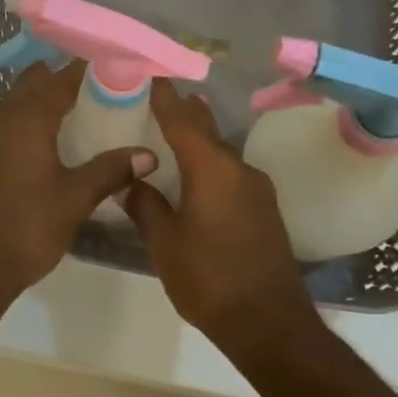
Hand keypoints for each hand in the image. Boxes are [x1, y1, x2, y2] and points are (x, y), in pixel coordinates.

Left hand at [0, 61, 157, 297]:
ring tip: (80, 108)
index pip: (59, 80)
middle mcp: (3, 122)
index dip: (84, 69)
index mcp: (27, 121)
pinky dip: (29, 120)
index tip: (112, 63)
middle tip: (99, 84)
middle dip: (61, 78)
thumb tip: (148, 154)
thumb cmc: (29, 227)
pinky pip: (8, 125)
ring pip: (16, 104)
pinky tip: (51, 141)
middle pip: (32, 84)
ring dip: (43, 99)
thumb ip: (111, 170)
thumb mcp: (76, 198)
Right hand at [121, 80, 312, 342]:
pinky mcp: (264, 210)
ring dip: (198, 140)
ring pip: (220, 153)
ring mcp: (257, 190)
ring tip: (173, 130)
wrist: (268, 323)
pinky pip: (231, 174)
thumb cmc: (209, 278)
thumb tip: (129, 180)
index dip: (165, 96)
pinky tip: (196, 175)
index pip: (182, 120)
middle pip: (206, 131)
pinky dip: (210, 165)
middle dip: (184, 112)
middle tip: (160, 96)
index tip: (150, 73)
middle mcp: (239, 169)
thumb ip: (145, 205)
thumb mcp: (165, 242)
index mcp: (212, 169)